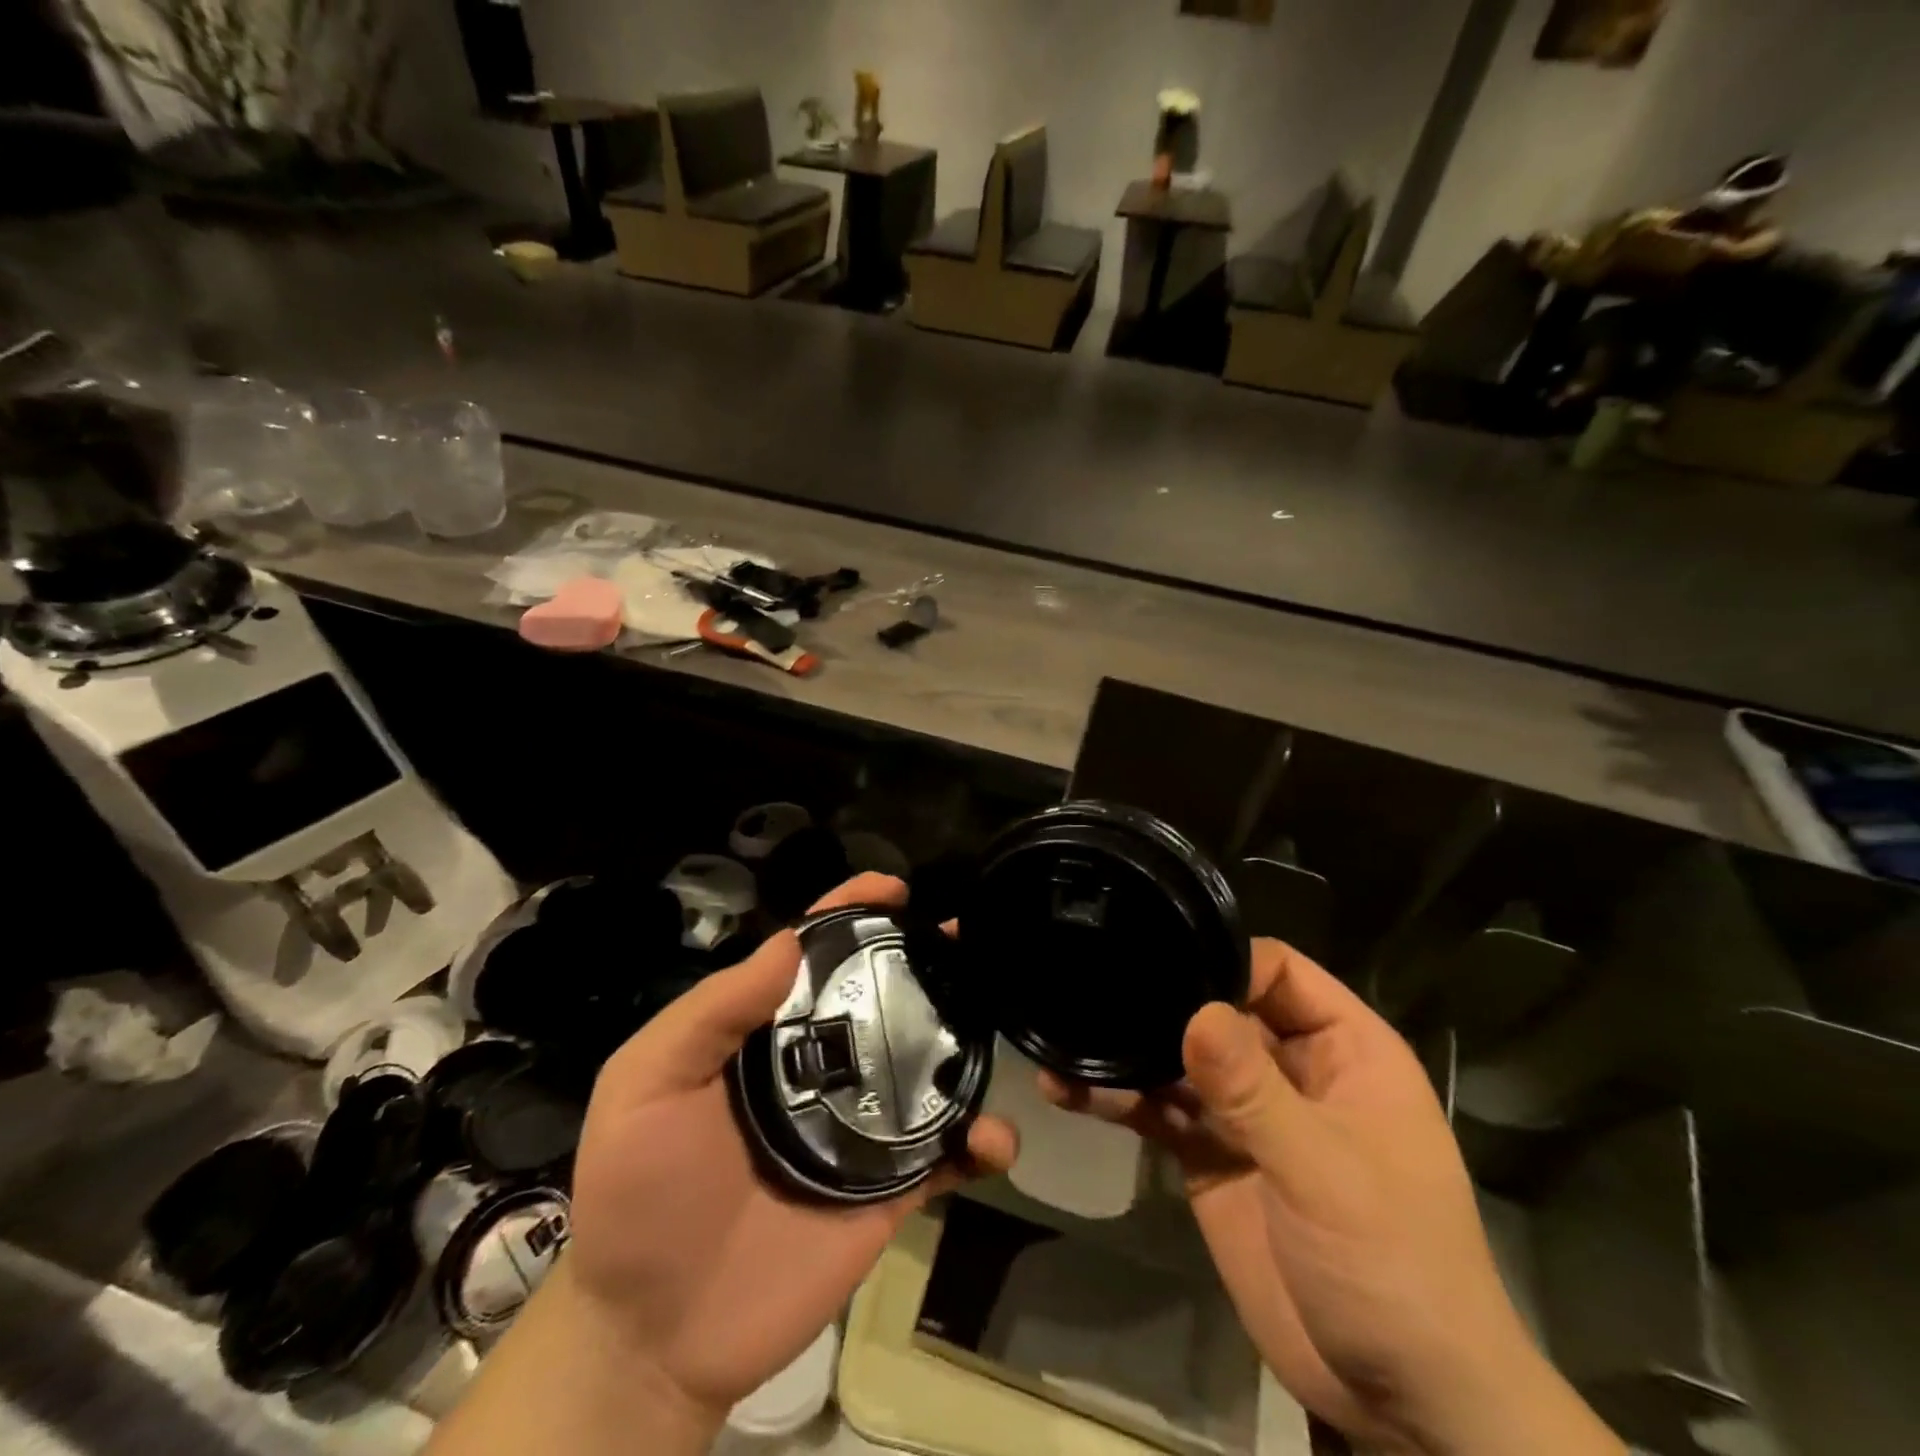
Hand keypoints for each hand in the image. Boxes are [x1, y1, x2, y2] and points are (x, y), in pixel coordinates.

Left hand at [565, 873, 1018, 1424]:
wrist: (654, 1334)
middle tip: (968, 939)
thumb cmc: (638, 1195)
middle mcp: (820, 1065)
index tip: (893, 888)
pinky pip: (945, 1157)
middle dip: (926, 961)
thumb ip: (711, 1012)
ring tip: (999, 1019)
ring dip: (968, 1041)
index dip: (850, 912)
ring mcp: (860, 1125)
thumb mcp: (647, 1086)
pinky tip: (994, 1139)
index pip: (813, 956)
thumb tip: (788, 942)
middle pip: (882, 998)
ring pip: (927, 1068)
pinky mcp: (888, 1189)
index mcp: (766, 1034)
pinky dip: (979, 1144)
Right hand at [1044, 940, 1621, 1455]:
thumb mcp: (1325, 1171)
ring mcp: (1246, 1114)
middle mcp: (1290, 1069)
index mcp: (1342, 1051)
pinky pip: (1160, 1112)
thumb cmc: (1393, 1267)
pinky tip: (1068, 1091)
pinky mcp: (1210, 1156)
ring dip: (1128, 1052)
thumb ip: (1254, 1090)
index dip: (1224, 960)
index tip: (1159, 961)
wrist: (1401, 1403)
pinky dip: (1118, 1100)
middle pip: (1218, 1009)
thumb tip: (1195, 1011)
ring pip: (1180, 1060)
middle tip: (1092, 988)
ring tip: (1068, 1044)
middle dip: (1161, 1001)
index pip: (1278, 972)